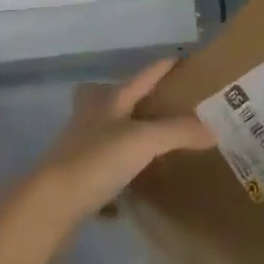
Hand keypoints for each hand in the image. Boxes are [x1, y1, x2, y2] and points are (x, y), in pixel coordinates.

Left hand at [28, 57, 215, 228]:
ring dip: (121, 131)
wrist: (49, 204)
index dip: (162, 66)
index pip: (142, 75)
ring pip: (102, 130)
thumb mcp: (144, 141)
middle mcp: (92, 117)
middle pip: (109, 96)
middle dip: (127, 94)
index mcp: (110, 100)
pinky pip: (100, 166)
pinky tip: (129, 186)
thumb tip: (213, 129)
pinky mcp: (74, 178)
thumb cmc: (96, 160)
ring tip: (146, 141)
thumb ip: (178, 132)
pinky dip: (115, 171)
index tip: (183, 59)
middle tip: (154, 101)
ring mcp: (79, 146)